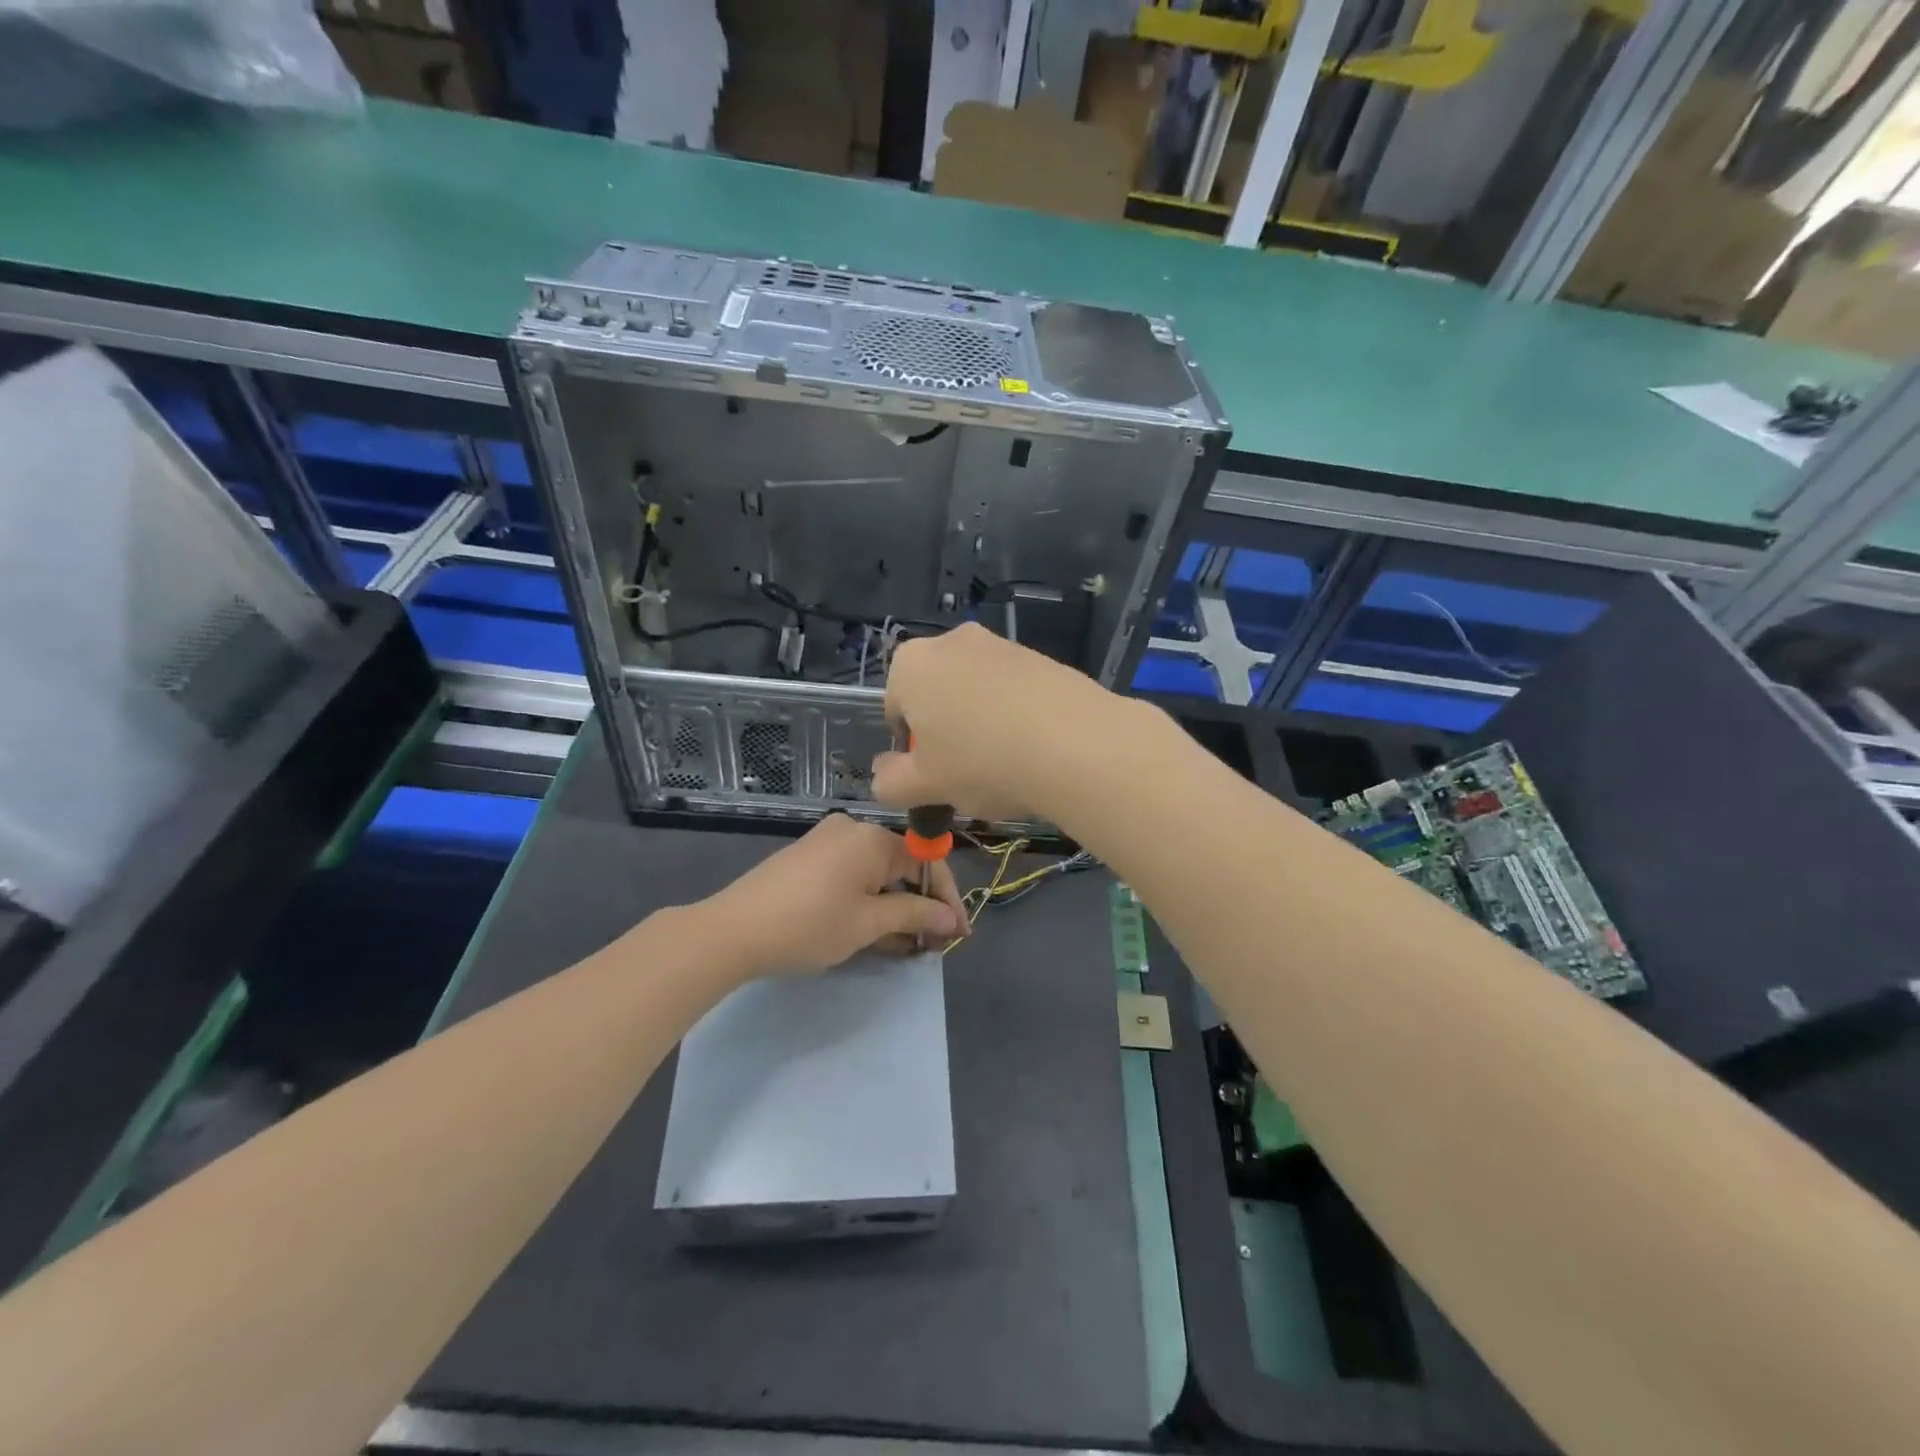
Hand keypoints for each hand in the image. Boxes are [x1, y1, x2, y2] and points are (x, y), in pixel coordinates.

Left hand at [701, 814, 966, 977]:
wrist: (732, 931)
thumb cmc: (809, 925)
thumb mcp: (868, 923)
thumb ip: (915, 915)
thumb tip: (952, 919)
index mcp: (872, 837)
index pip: (926, 860)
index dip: (946, 897)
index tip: (960, 932)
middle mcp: (852, 829)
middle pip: (901, 865)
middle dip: (920, 905)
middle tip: (934, 943)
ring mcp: (826, 842)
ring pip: (876, 874)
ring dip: (895, 907)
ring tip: (908, 945)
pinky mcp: (808, 858)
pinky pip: (852, 876)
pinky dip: (868, 901)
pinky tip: (877, 932)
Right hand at [870, 623, 1127, 821]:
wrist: (1075, 744)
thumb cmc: (981, 763)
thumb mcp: (925, 786)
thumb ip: (891, 782)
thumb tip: (883, 774)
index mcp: (911, 665)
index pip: (895, 707)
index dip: (909, 746)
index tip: (932, 774)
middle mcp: (952, 642)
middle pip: (936, 694)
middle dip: (945, 730)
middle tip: (965, 771)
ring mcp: (1000, 644)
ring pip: (976, 691)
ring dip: (980, 722)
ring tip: (1005, 764)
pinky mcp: (1041, 656)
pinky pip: (1014, 690)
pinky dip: (1015, 715)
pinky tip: (1034, 748)